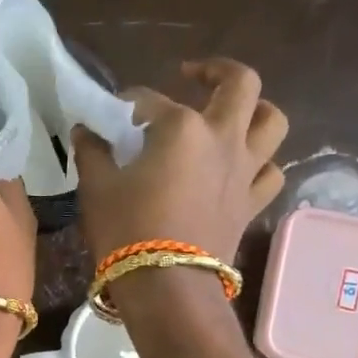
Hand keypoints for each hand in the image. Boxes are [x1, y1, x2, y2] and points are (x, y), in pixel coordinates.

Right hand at [72, 58, 288, 263]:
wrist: (167, 286)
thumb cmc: (127, 230)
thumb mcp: (97, 187)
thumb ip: (92, 151)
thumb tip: (85, 130)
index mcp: (181, 127)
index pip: (148, 100)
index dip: (125, 104)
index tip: (107, 116)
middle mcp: (222, 137)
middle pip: (240, 84)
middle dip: (216, 71)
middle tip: (192, 75)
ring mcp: (244, 170)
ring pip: (272, 122)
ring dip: (255, 111)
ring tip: (232, 115)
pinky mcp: (251, 203)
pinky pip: (270, 172)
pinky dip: (260, 163)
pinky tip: (241, 167)